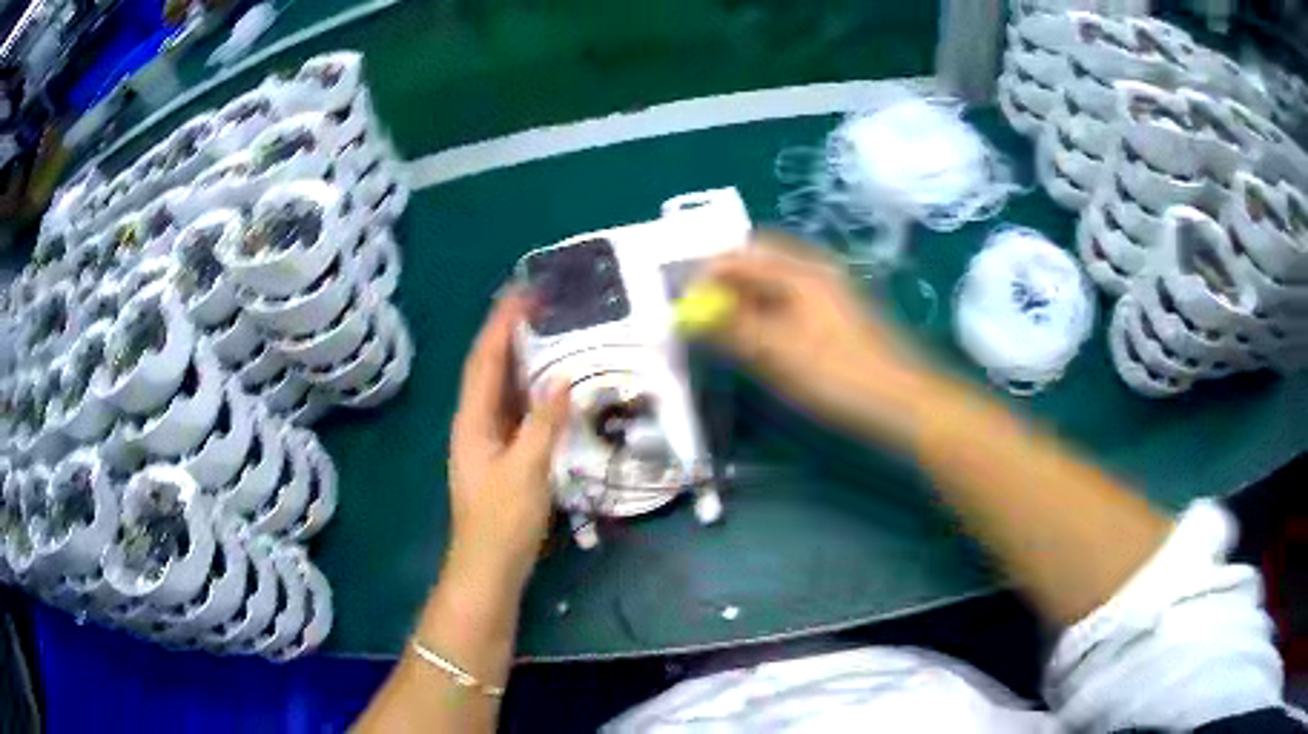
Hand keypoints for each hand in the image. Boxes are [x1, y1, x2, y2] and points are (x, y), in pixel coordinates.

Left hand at [447, 293, 568, 590]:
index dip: (502, 323)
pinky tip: (551, 387)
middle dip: (510, 332)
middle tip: (542, 305)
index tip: (524, 291)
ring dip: (520, 358)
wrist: (489, 568)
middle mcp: (475, 422)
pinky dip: (531, 390)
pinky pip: (516, 410)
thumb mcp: (526, 470)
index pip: (485, 359)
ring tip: (548, 332)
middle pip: (489, 367)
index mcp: (473, 420)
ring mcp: (488, 440)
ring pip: (503, 388)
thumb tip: (563, 379)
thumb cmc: (502, 521)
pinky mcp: (502, 456)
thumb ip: (544, 424)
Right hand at [701, 231, 937, 447]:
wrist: (904, 403)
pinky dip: (765, 312)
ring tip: (722, 329)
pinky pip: (789, 300)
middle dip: (724, 282)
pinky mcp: (836, 315)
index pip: (740, 255)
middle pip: (758, 261)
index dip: (705, 274)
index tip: (682, 304)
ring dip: (743, 298)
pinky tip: (758, 339)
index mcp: (802, 271)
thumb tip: (687, 313)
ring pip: (774, 282)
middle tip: (700, 314)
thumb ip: (732, 328)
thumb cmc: (841, 376)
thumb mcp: (779, 354)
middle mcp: (815, 270)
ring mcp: (829, 291)